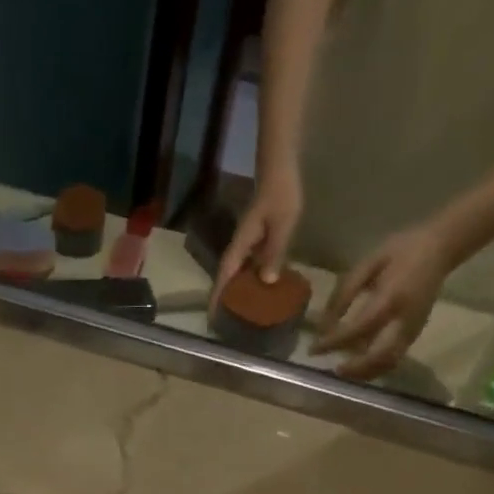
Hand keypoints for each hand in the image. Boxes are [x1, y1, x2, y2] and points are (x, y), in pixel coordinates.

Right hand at [212, 169, 303, 307]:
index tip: (211, 318)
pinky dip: (251, 278)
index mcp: (241, 245)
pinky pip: (250, 264)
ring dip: (238, 290)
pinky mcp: (256, 239)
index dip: (217, 297)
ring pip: (239, 272)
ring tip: (244, 310)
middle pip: (228, 277)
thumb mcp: (282, 225)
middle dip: (225, 299)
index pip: (225, 276)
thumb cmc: (281, 195)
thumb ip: (274, 252)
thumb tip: (266, 281)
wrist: (280, 170)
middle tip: (228, 322)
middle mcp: (240, 247)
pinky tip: (261, 286)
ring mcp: (247, 243)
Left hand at [312, 224, 452, 380]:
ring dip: (365, 373)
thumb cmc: (400, 251)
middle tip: (333, 369)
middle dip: (354, 368)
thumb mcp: (368, 263)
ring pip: (389, 362)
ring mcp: (413, 328)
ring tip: (344, 371)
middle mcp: (405, 319)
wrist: (440, 248)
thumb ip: (345, 292)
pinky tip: (360, 366)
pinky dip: (376, 367)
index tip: (314, 349)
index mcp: (391, 297)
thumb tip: (325, 324)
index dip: (334, 342)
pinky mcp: (416, 333)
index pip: (358, 328)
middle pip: (379, 356)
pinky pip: (395, 358)